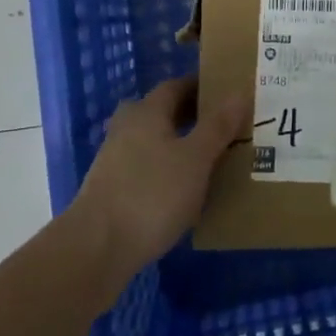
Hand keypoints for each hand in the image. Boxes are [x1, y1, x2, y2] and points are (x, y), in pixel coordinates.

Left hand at [71, 77, 247, 291]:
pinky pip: (146, 167)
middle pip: (162, 112)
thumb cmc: (152, 194)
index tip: (228, 94)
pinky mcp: (111, 189)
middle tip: (224, 126)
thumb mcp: (196, 159)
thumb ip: (218, 126)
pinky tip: (184, 190)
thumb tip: (239, 91)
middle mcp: (127, 127)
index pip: (176, 86)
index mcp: (147, 112)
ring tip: (210, 159)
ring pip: (154, 141)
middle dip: (191, 116)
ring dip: (178, 144)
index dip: (202, 87)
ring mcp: (115, 159)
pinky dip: (166, 170)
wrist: (96, 249)